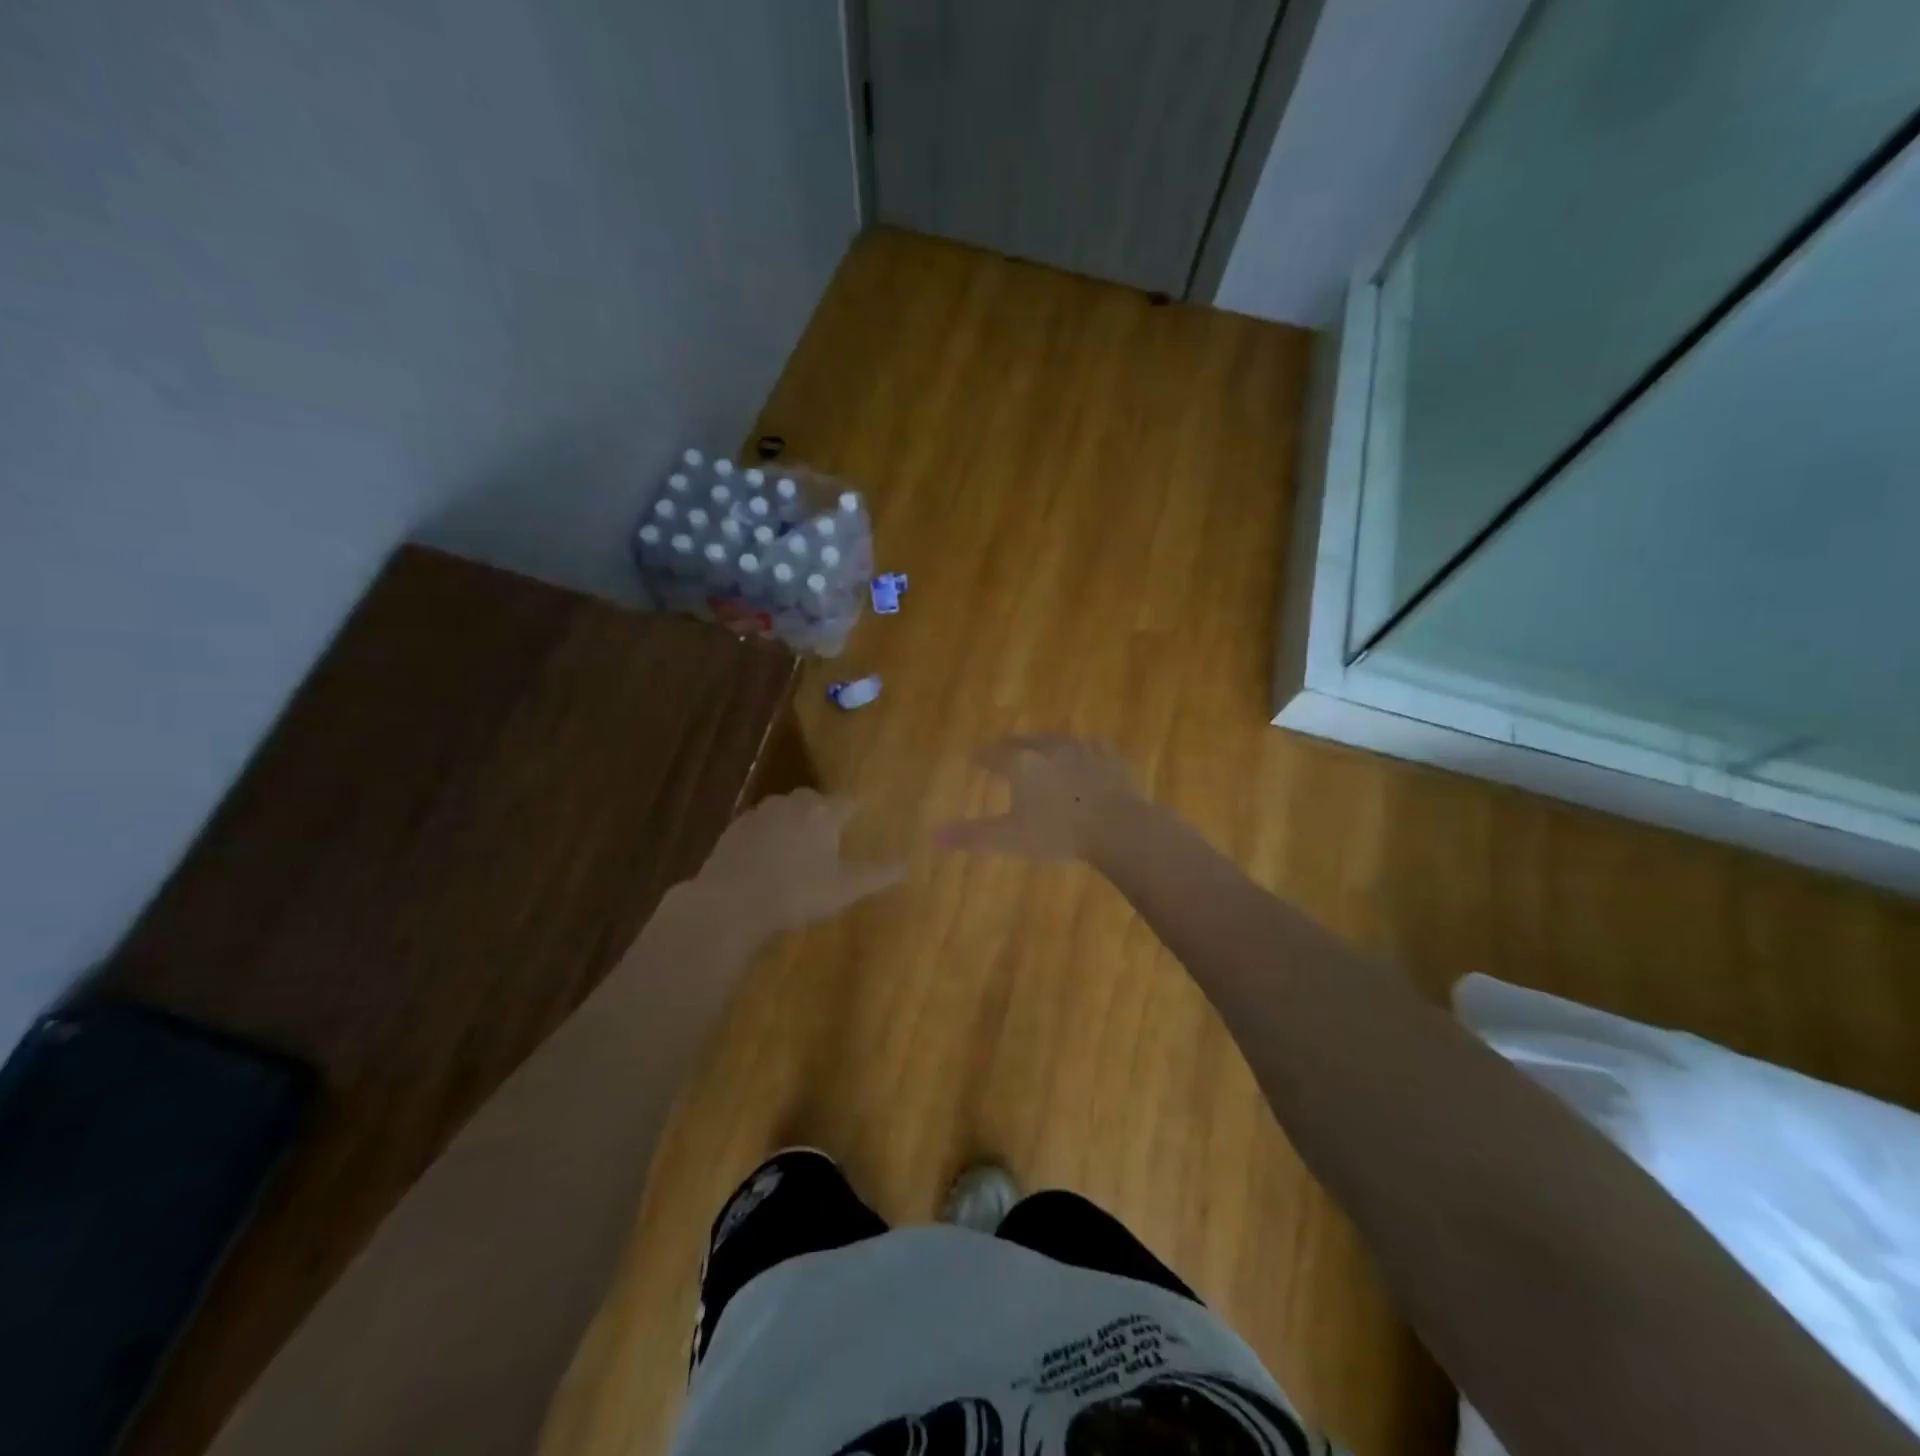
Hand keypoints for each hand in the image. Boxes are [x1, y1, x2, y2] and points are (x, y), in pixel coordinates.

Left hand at [695, 789, 904, 934]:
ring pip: (784, 809)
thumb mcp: (845, 889)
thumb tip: (908, 865)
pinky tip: (766, 856)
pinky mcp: (735, 827)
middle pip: (814, 800)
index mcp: (824, 813)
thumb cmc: (797, 893)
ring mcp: (761, 812)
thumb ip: (878, 875)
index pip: (848, 802)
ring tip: (797, 846)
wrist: (732, 901)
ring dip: (793, 821)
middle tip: (829, 834)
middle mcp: (794, 803)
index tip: (862, 816)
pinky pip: (760, 824)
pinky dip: (768, 834)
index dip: (856, 810)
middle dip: (823, 812)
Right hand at [935, 734, 1142, 862]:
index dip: (983, 757)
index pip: (994, 754)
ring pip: (1057, 740)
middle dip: (1012, 746)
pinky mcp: (1110, 756)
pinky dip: (1082, 751)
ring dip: (1045, 745)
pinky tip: (1086, 756)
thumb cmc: (1058, 833)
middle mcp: (1049, 747)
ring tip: (1042, 751)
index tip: (976, 758)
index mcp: (1021, 763)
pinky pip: (1091, 747)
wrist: (1118, 827)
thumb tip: (934, 835)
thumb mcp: (1010, 838)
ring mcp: (1082, 748)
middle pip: (1024, 741)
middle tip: (1005, 751)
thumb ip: (972, 835)